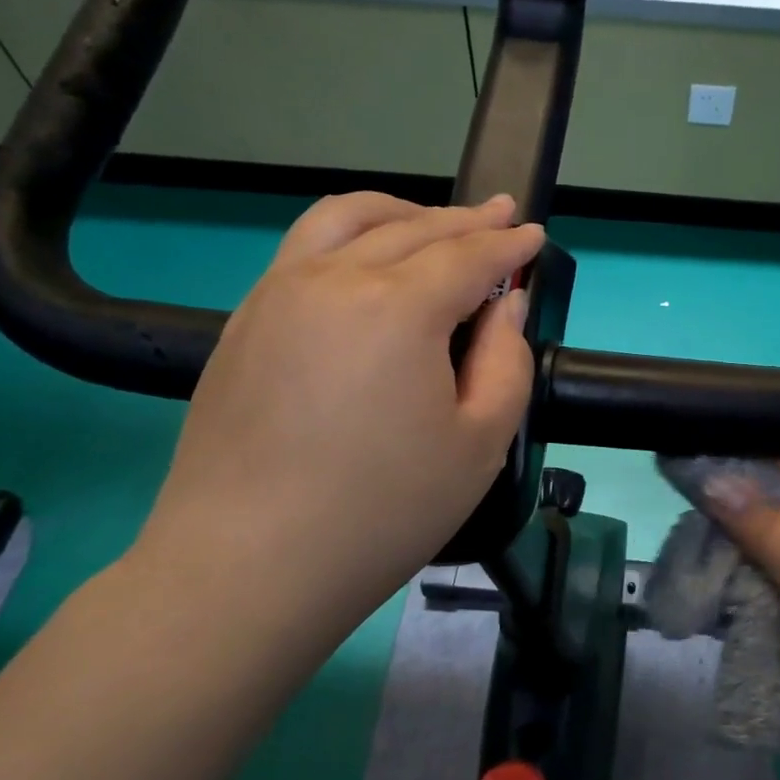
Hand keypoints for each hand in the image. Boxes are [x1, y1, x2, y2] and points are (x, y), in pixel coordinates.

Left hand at [124, 192, 543, 659]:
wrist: (246, 567)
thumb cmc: (382, 511)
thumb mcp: (481, 443)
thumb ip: (506, 360)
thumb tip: (504, 304)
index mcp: (397, 307)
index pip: (468, 256)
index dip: (509, 244)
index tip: (535, 234)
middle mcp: (334, 278)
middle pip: (413, 228)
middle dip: (467, 220)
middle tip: (502, 215)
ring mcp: (279, 293)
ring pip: (348, 219)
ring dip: (403, 212)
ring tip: (435, 221)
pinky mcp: (245, 319)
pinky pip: (305, 247)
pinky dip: (351, 233)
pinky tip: (367, 258)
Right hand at [704, 459, 779, 779]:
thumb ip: (764, 524)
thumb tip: (709, 477)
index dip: (766, 461)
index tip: (708, 453)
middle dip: (745, 510)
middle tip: (686, 497)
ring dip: (740, 553)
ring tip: (687, 539)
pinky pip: (776, 594)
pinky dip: (745, 589)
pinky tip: (704, 579)